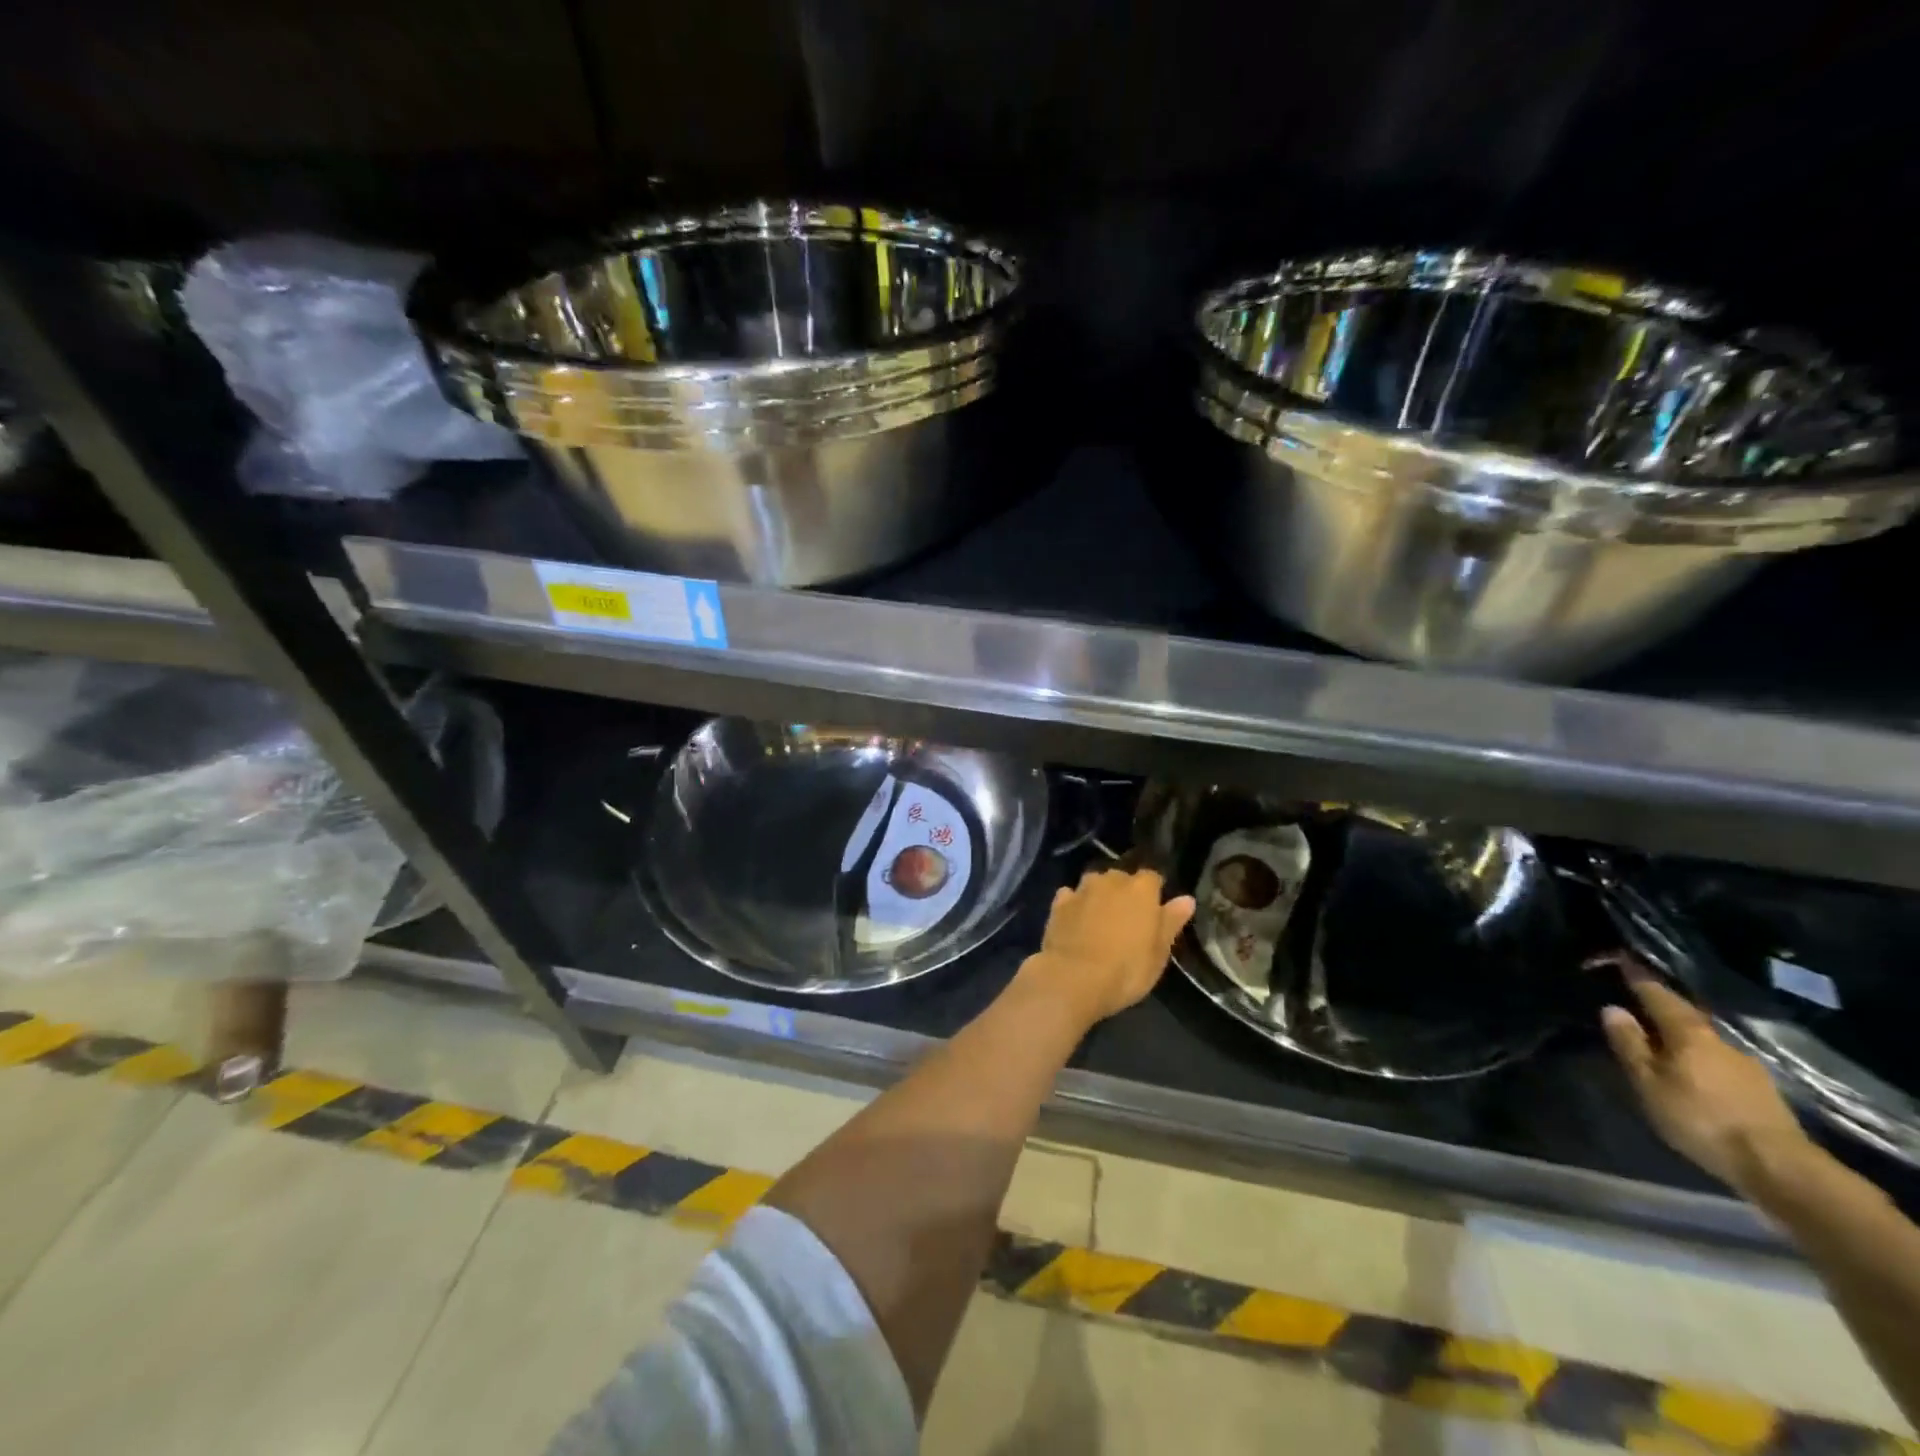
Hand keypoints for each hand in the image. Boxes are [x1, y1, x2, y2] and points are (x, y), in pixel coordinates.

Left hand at [1021, 867, 1194, 1028]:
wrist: (1073, 978)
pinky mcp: (1059, 903)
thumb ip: (1171, 921)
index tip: (1153, 911)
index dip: (1153, 893)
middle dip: (1125, 892)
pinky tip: (1075, 921)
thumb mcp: (1159, 953)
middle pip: (1121, 878)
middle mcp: (1111, 880)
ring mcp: (1082, 889)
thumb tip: (1186, 899)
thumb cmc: (1126, 969)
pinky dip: (1075, 904)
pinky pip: (1071, 896)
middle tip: (1127, 919)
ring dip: (1099, 895)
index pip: (1152, 878)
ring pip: (1095, 883)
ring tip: (1101, 920)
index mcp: (1141, 889)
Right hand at [1599, 959, 1813, 1195]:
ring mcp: (1746, 1065)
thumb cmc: (1700, 1117)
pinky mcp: (1760, 1089)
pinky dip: (1699, 1055)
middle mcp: (1719, 1039)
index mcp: (1688, 1032)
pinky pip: (1718, 1059)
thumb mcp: (1649, 1083)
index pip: (1657, 994)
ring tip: (1661, 1035)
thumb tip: (1612, 1008)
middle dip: (1662, 1004)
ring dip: (1681, 1032)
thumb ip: (1629, 1044)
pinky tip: (1693, 1067)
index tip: (1621, 958)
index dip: (1638, 976)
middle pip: (1684, 1014)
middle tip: (1638, 996)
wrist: (1780, 1166)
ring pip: (1703, 1038)